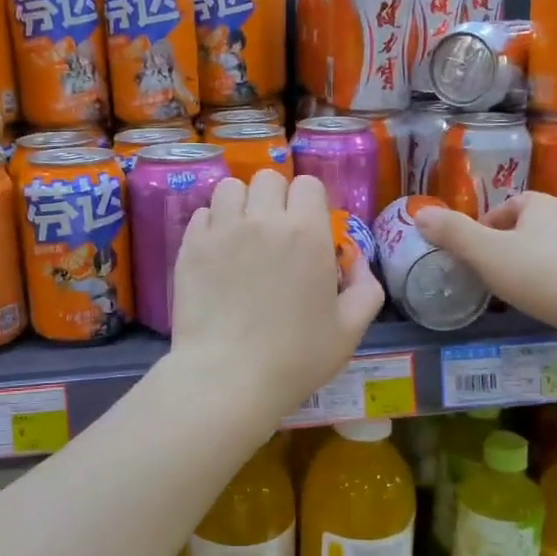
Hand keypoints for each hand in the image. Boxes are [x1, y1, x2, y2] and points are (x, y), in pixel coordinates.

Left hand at [172, 171, 382, 421]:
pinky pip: (202, 214)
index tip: (308, 229)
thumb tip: (357, 261)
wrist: (228, 377)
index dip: (309, 203)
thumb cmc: (296, 357)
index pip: (308, 184)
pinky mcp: (191, 246)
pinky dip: (212, 225)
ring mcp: (222, 229)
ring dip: (240, 204)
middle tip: (274, 232)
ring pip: (230, 188)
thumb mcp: (350, 330)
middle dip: (275, 198)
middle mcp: (263, 219)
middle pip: (267, 178)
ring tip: (242, 234)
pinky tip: (217, 252)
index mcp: (307, 232)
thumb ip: (366, 288)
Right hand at [414, 192, 556, 359]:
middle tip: (486, 275)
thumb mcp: (487, 253)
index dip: (484, 227)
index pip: (506, 207)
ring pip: (546, 252)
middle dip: (504, 248)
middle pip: (526, 229)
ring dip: (527, 268)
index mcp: (541, 205)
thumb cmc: (544, 274)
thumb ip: (453, 233)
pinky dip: (550, 285)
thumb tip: (418, 213)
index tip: (472, 254)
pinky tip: (543, 305)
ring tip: (512, 293)